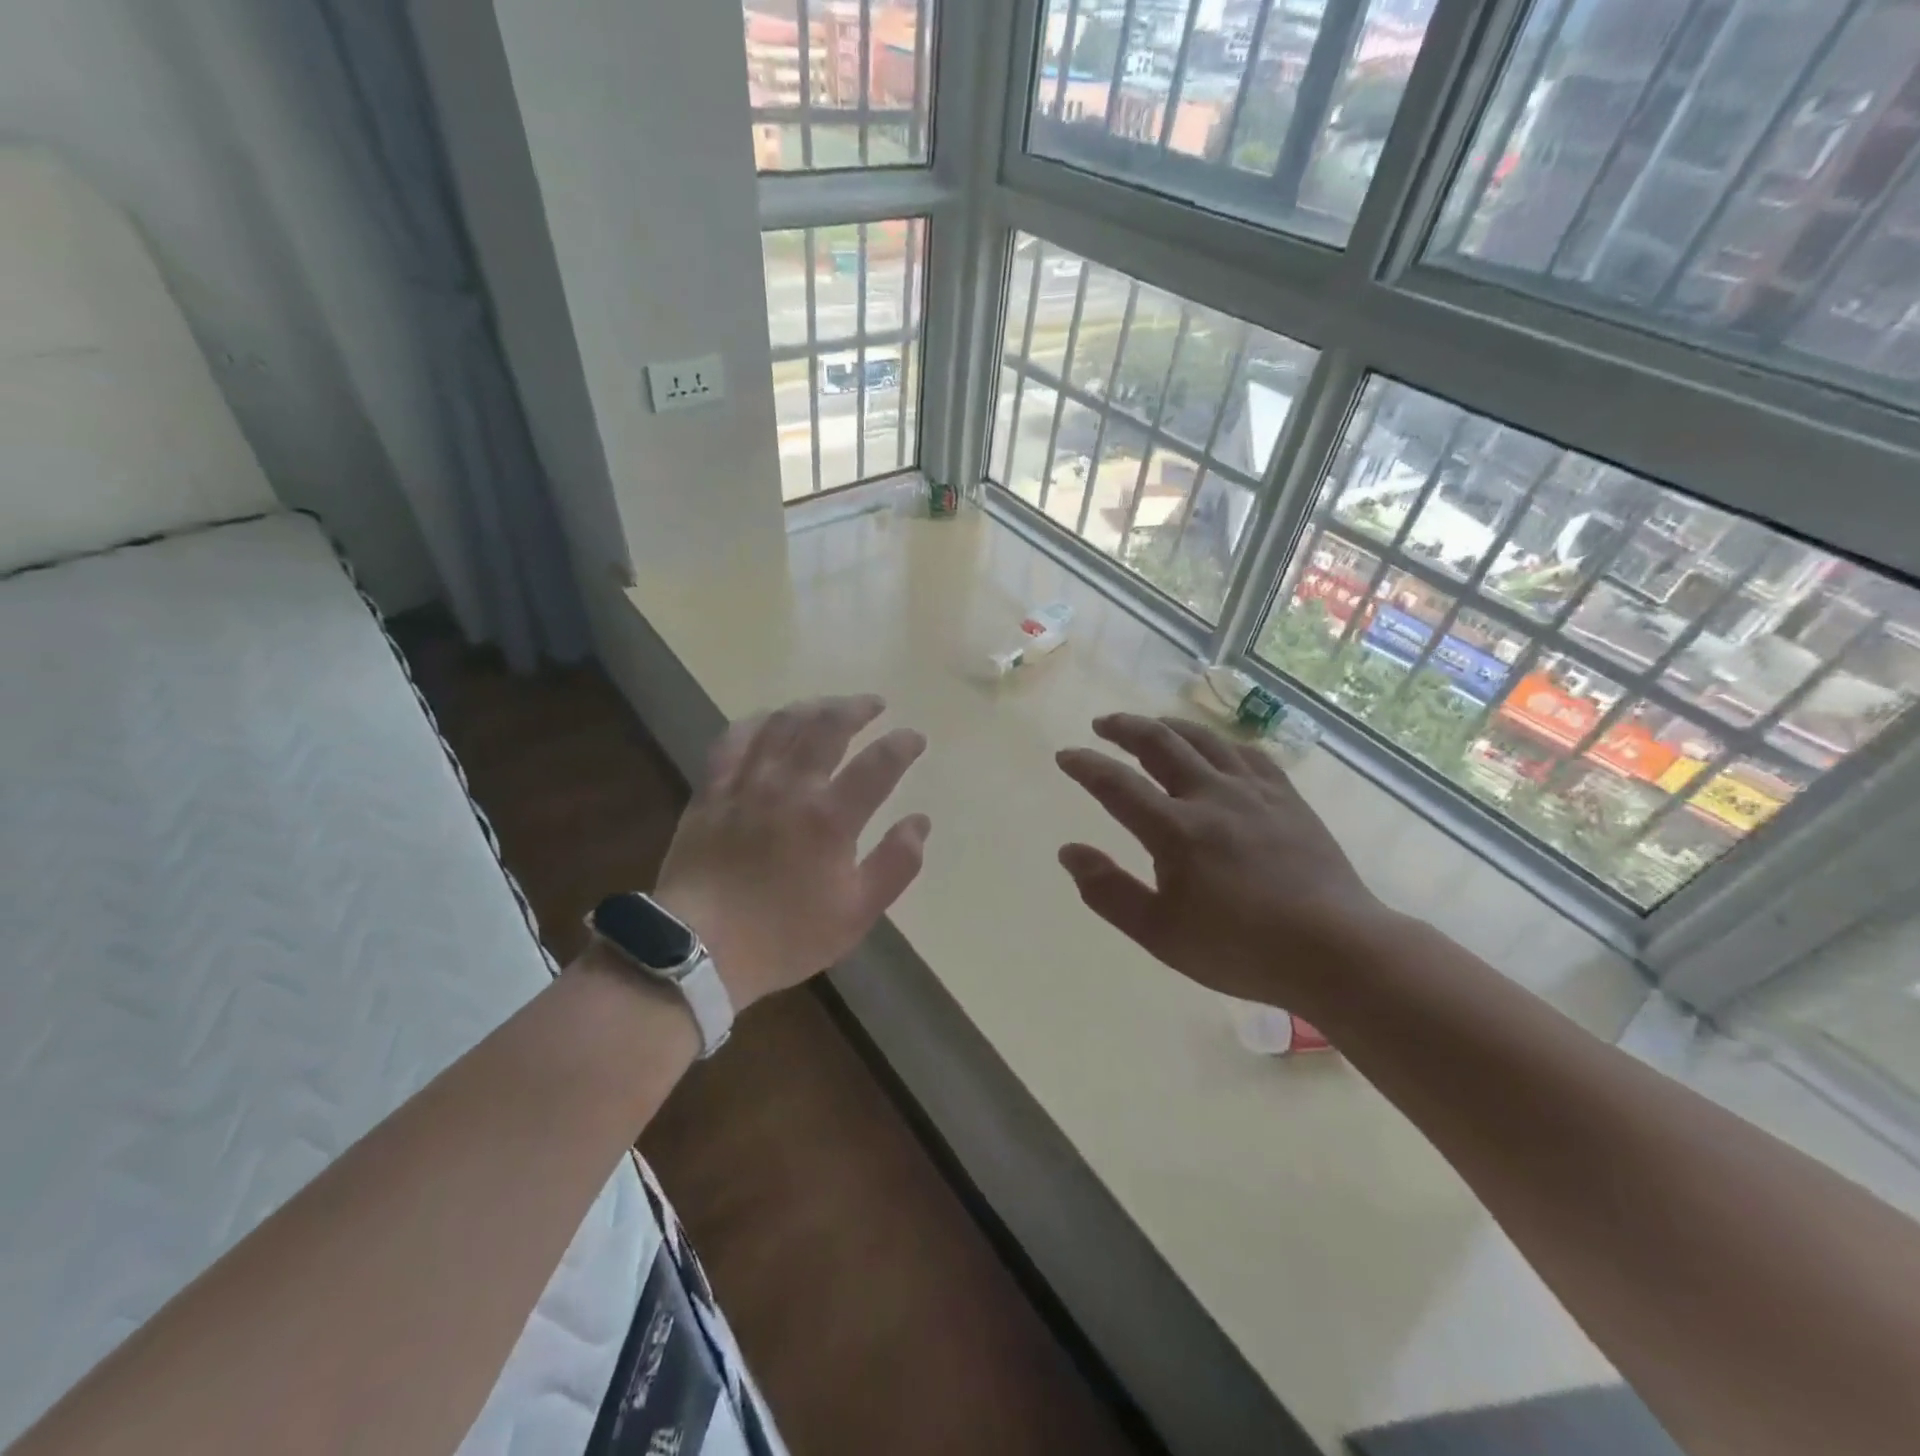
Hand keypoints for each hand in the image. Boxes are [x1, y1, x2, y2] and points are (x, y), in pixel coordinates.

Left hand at [655, 695, 930, 1011]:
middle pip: (829, 727)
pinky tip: (769, 719)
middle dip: (858, 708)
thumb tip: (920, 822)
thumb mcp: (856, 914)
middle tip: (875, 704)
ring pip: (783, 723)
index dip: (902, 744)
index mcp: (831, 818)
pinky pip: (734, 739)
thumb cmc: (785, 935)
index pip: (878, 764)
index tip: (914, 738)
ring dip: (813, 706)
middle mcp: (791, 787)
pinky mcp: (712, 789)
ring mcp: (747, 783)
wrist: (699, 948)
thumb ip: (895, 865)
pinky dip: (757, 721)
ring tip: (830, 706)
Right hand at [1055, 713, 1388, 1009]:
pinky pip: (1248, 753)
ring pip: (1205, 739)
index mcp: (1176, 830)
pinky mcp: (1287, 798)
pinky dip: (1221, 742)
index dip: (1086, 765)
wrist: (1336, 949)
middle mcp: (1212, 797)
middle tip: (1103, 724)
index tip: (1065, 755)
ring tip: (1152, 725)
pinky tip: (1217, 747)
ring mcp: (1254, 792)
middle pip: (1161, 744)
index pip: (1117, 785)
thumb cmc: (1240, 948)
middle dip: (1125, 728)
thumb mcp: (1160, 933)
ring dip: (1170, 726)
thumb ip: (1109, 891)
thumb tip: (1068, 852)